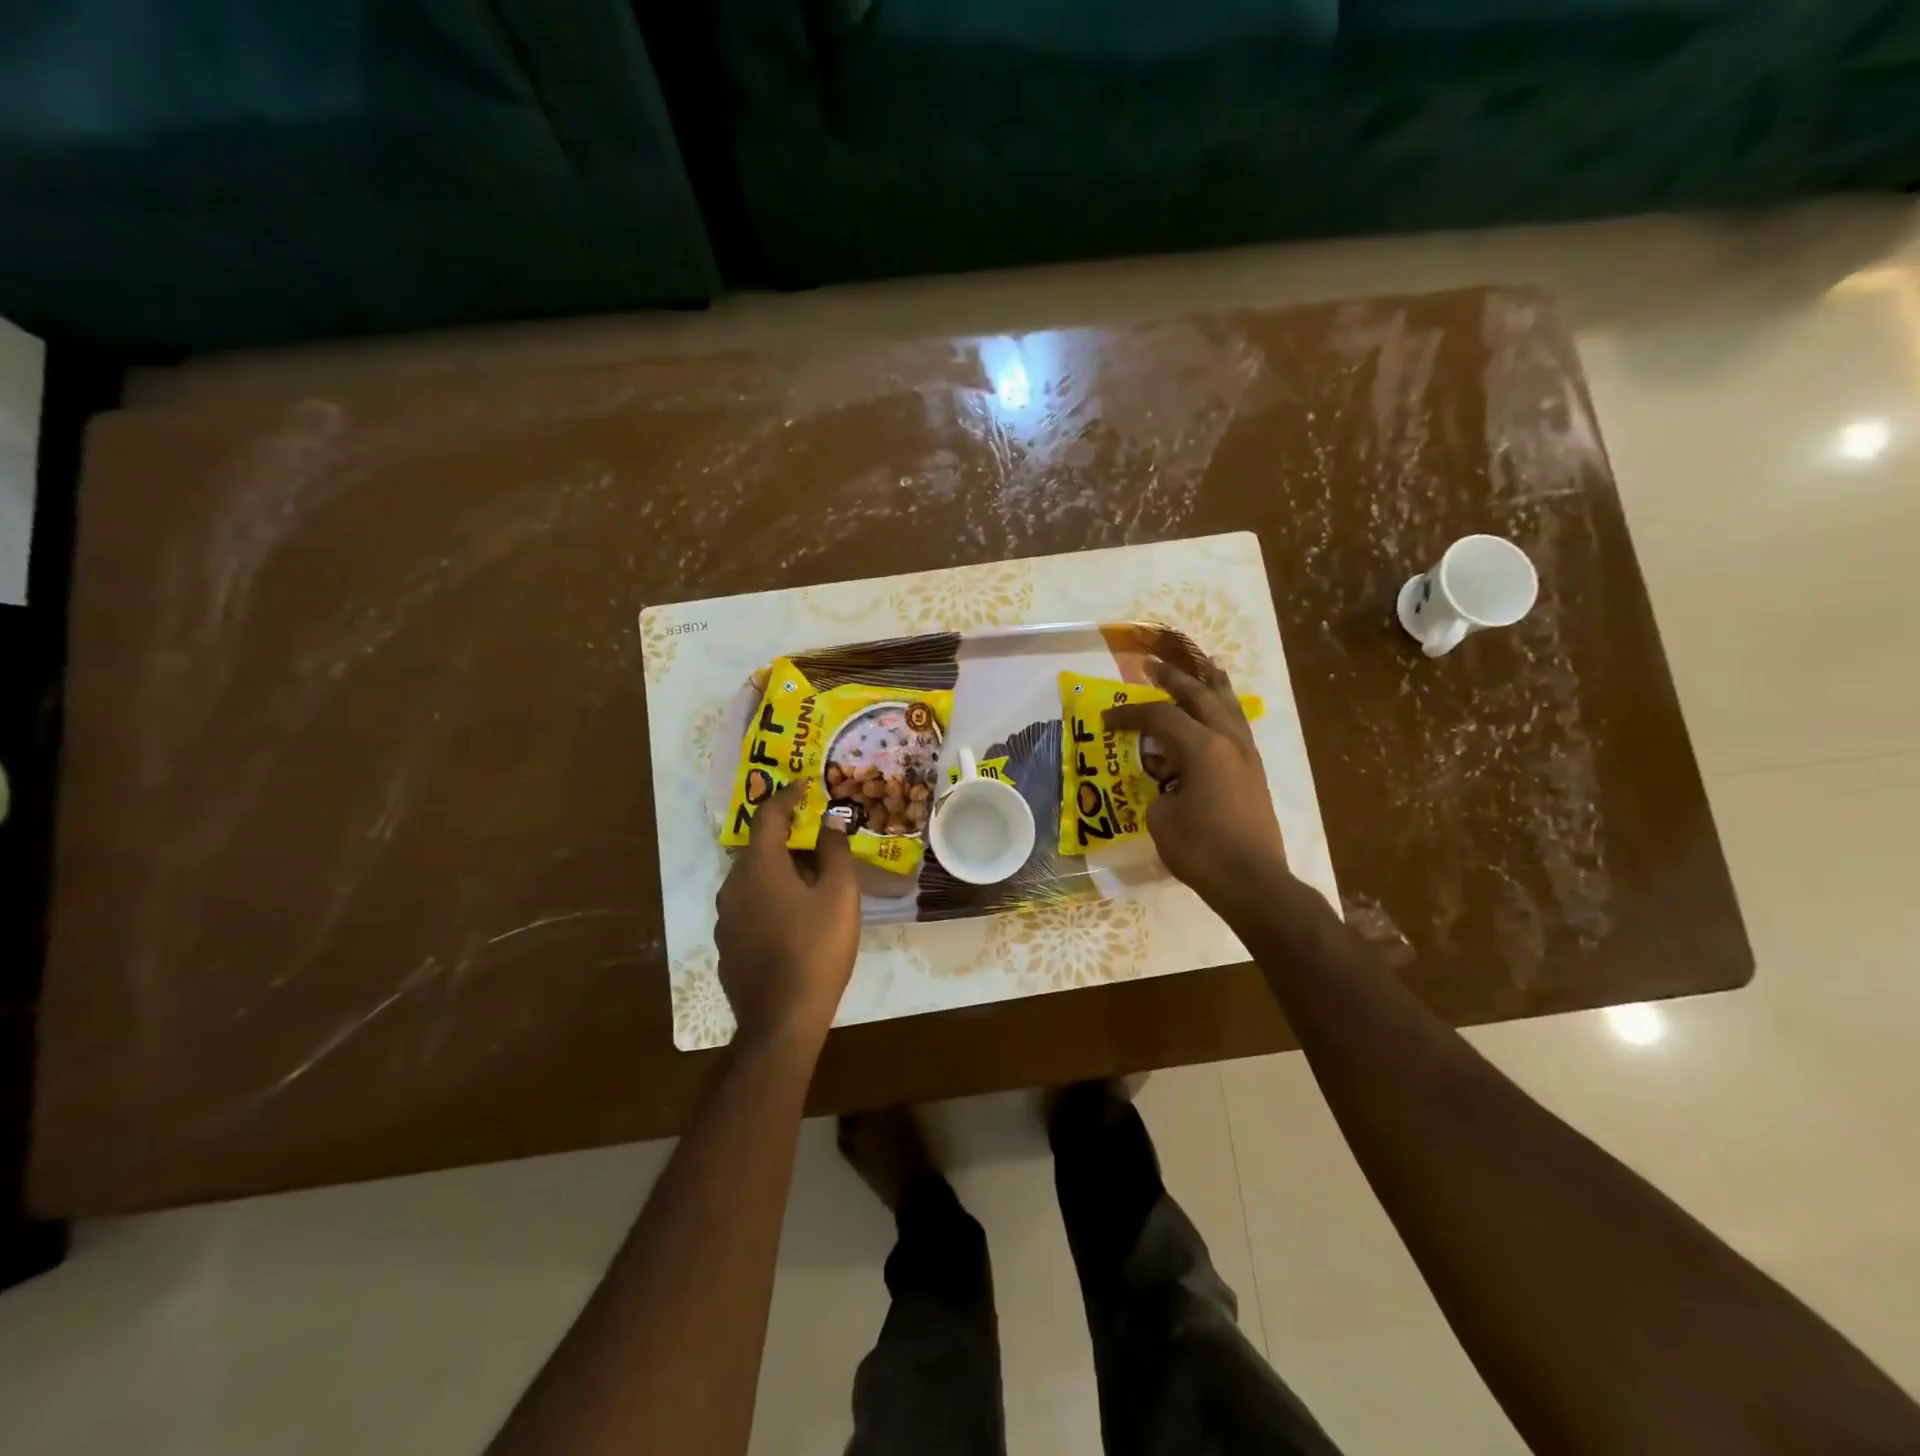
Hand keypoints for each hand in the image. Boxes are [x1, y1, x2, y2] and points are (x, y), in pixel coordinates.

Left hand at [714, 782, 860, 1052]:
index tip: (803, 786)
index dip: (786, 797)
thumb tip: (830, 821)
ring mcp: (725, 919)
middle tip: (818, 840)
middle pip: (759, 849)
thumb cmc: (816, 949)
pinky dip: (770, 899)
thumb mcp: (840, 896)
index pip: (768, 817)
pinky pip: (749, 907)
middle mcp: (734, 886)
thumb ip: (835, 851)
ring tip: (810, 881)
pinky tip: (793, 919)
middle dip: (786, 839)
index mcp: (759, 868)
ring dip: (778, 871)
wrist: (781, 1020)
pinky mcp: (727, 946)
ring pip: (752, 880)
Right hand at [1104, 657, 1291, 928]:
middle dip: (1173, 678)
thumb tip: (1167, 784)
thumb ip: (1158, 789)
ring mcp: (1246, 754)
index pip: (1159, 716)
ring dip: (1211, 684)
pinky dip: (1226, 709)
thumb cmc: (1200, 849)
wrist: (1252, 880)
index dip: (1129, 713)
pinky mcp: (1254, 772)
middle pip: (1199, 695)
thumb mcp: (1161, 817)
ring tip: (1204, 665)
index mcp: (1201, 747)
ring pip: (1228, 705)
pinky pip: (1238, 725)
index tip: (1106, 718)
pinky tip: (1220, 708)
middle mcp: (1227, 740)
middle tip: (1152, 665)